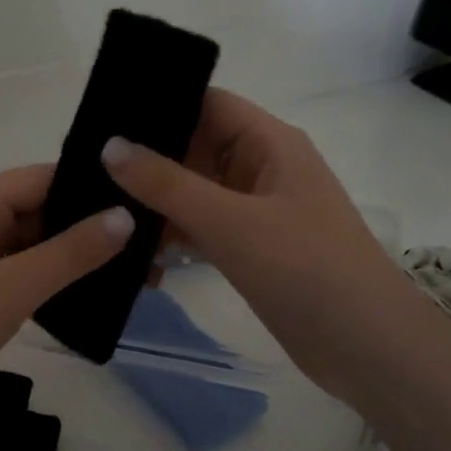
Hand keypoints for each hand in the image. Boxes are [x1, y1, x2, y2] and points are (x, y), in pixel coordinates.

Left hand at [0, 165, 131, 444]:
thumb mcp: (10, 289)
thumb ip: (70, 253)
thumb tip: (126, 216)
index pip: (45, 178)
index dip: (93, 189)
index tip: (146, 206)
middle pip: (40, 211)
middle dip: (90, 230)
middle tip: (151, 252)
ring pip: (31, 247)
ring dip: (74, 260)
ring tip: (134, 278)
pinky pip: (17, 276)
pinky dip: (50, 284)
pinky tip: (88, 300)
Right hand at [103, 90, 398, 403]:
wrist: (365, 346)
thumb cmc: (305, 269)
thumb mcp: (230, 222)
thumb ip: (167, 184)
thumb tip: (109, 145)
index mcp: (269, 143)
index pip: (206, 104)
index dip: (158, 104)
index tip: (101, 117)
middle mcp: (261, 168)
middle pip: (195, 148)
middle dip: (145, 160)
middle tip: (84, 170)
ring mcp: (256, 212)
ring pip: (193, 193)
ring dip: (154, 204)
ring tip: (96, 211)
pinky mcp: (251, 249)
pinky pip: (201, 229)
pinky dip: (171, 237)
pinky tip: (133, 252)